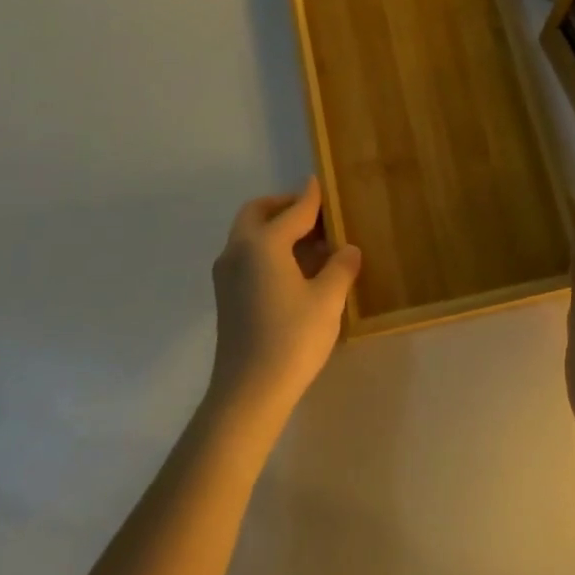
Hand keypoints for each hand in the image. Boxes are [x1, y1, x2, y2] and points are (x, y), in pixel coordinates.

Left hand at [208, 177, 361, 418]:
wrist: (248, 392)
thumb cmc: (292, 339)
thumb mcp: (327, 300)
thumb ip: (340, 267)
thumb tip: (348, 249)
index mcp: (263, 244)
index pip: (293, 211)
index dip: (310, 197)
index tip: (320, 183)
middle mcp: (238, 250)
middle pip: (258, 213)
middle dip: (284, 207)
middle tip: (314, 215)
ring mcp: (227, 274)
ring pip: (249, 234)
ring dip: (275, 229)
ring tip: (312, 243)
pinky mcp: (226, 295)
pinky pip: (247, 255)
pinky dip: (267, 249)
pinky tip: (295, 269)